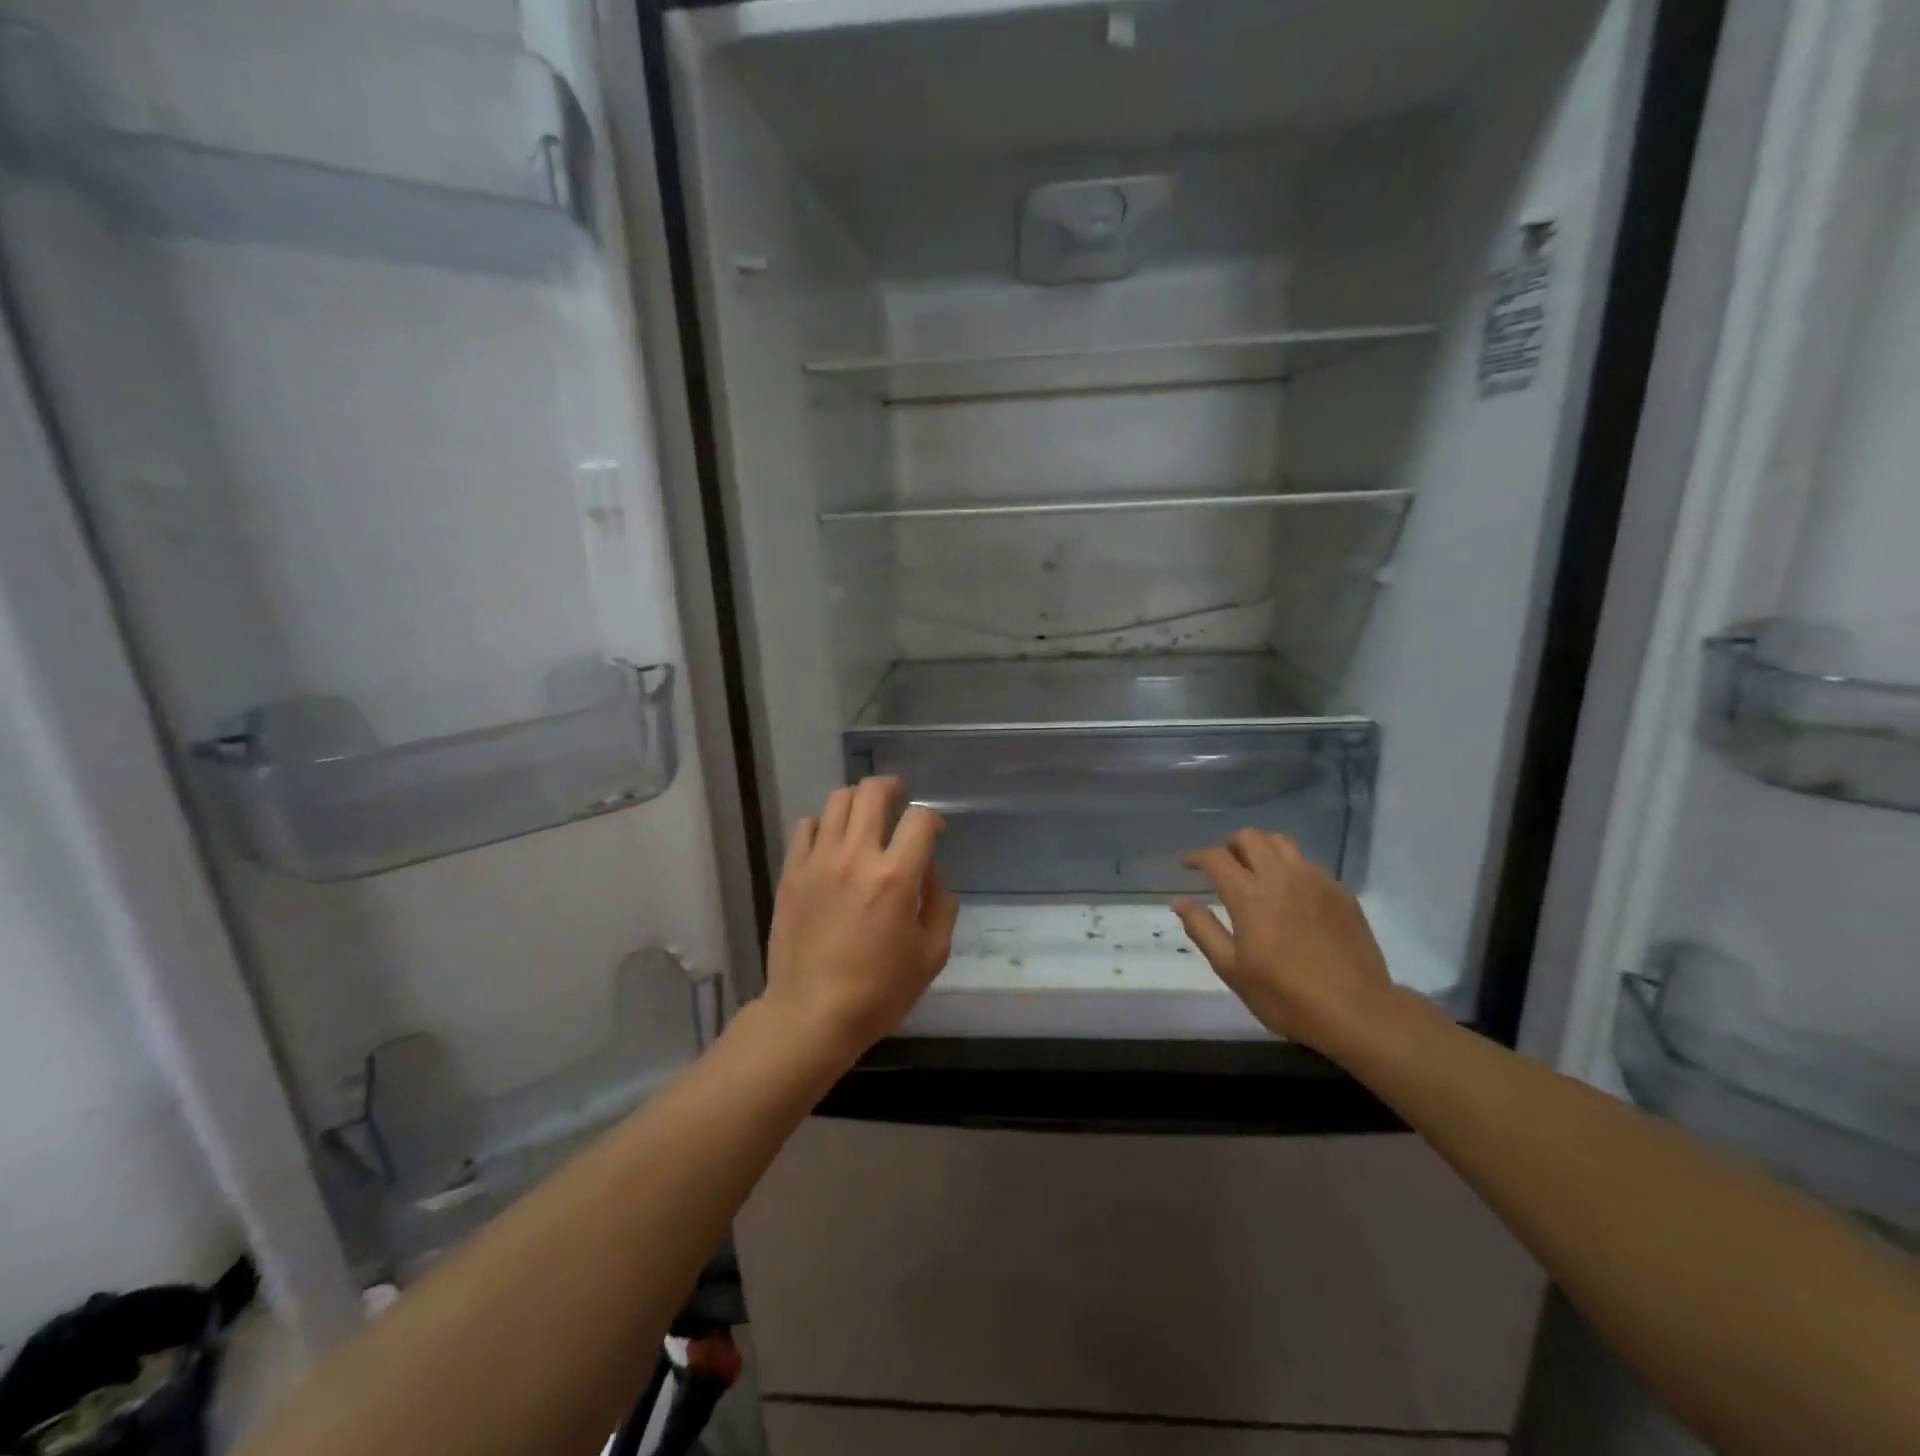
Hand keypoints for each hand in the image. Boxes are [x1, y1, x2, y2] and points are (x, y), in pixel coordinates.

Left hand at [763, 776, 959, 1062]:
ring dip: (859, 801)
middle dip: (893, 788)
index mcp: (895, 877)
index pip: (920, 819)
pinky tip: (832, 842)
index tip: (934, 832)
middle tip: (900, 800)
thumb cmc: (879, 991)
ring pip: (838, 800)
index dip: (933, 818)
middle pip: (873, 792)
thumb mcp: (932, 954)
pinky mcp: (791, 872)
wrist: (811, 1015)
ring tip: (866, 818)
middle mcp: (856, 856)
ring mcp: (818, 861)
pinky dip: (825, 824)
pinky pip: (807, 826)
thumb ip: (941, 903)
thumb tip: (930, 870)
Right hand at [1172, 829, 1395, 1053]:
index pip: (1216, 858)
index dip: (1197, 856)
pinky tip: (1290, 894)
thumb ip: (1203, 929)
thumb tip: (1179, 901)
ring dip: (1261, 849)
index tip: (1188, 865)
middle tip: (1223, 868)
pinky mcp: (1341, 893)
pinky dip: (1289, 867)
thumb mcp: (1232, 969)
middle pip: (1250, 837)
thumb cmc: (1285, 996)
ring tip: (1256, 872)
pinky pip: (1308, 864)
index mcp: (1250, 896)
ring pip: (1282, 842)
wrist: (1357, 1012)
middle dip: (1230, 846)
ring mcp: (1315, 881)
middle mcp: (1281, 877)